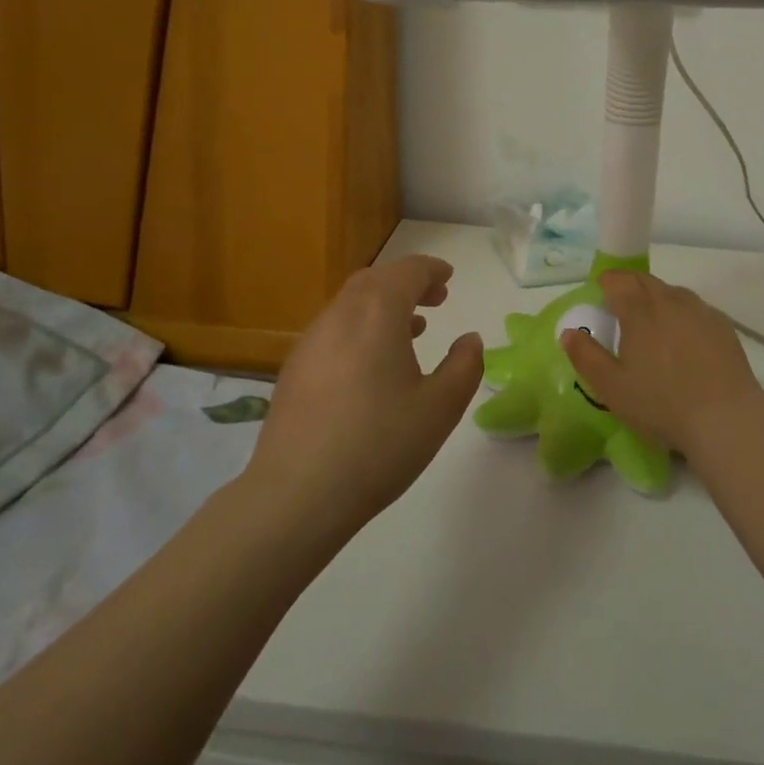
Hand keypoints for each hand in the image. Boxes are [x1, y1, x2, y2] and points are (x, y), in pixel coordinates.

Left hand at [237, 256, 483, 541]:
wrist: (296, 494)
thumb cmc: (379, 444)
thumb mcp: (441, 408)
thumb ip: (465, 366)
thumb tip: (469, 340)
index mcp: (378, 313)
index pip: (407, 271)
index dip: (431, 270)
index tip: (448, 277)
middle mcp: (341, 315)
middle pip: (376, 280)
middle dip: (407, 282)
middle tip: (435, 299)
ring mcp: (311, 341)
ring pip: (351, 304)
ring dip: (383, 305)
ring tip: (412, 328)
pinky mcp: (294, 369)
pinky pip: (334, 328)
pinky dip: (361, 327)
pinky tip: (373, 363)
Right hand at [559, 270, 763, 457]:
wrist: (725, 418)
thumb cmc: (661, 404)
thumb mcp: (612, 388)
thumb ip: (586, 357)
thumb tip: (568, 332)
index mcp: (639, 311)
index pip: (618, 281)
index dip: (607, 282)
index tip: (600, 290)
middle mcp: (669, 300)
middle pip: (645, 281)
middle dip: (630, 286)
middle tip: (621, 303)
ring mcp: (699, 310)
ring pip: (672, 292)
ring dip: (657, 297)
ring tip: (652, 320)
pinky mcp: (722, 325)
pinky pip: (695, 308)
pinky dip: (682, 313)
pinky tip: (683, 336)